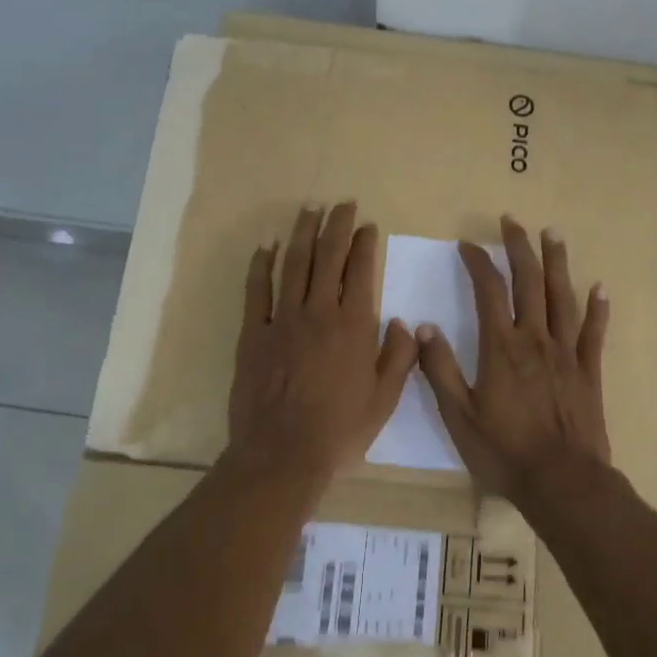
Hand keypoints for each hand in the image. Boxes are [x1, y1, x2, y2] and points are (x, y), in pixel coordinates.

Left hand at [226, 202, 417, 481]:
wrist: (282, 453)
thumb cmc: (340, 429)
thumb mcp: (385, 399)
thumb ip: (399, 357)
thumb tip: (402, 321)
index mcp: (354, 326)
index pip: (361, 271)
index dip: (364, 243)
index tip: (366, 225)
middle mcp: (319, 313)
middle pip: (327, 257)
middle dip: (335, 226)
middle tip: (341, 204)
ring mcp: (282, 320)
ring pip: (292, 264)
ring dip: (302, 234)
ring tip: (308, 210)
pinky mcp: (253, 333)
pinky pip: (256, 290)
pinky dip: (261, 265)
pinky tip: (266, 247)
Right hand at [415, 216, 610, 500]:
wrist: (562, 481)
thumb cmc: (504, 451)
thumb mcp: (459, 415)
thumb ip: (441, 369)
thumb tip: (423, 328)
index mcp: (502, 348)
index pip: (489, 290)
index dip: (478, 263)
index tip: (468, 244)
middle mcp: (536, 340)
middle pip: (529, 282)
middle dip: (520, 248)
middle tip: (513, 221)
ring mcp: (567, 353)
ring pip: (563, 297)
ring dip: (557, 263)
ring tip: (553, 234)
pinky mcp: (589, 371)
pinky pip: (594, 332)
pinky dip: (597, 308)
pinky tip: (599, 287)